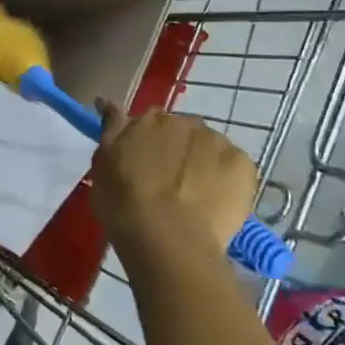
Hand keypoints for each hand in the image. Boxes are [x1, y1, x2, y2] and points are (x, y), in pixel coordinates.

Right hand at [89, 103, 256, 258]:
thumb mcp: (102, 166)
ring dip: (203, 163)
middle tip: (169, 185)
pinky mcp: (242, 164)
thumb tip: (110, 103)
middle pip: (182, 132)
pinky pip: (234, 167)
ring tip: (195, 198)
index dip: (148, 144)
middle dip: (177, 151)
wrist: (169, 241)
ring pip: (209, 148)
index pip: (150, 122)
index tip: (145, 165)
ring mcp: (216, 141)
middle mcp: (184, 122)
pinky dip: (227, 180)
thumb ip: (111, 130)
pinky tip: (216, 203)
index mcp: (149, 119)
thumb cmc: (124, 205)